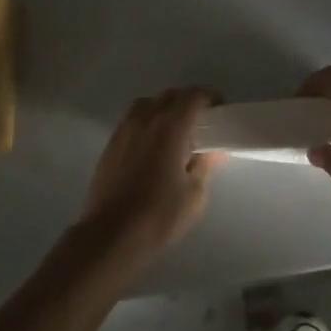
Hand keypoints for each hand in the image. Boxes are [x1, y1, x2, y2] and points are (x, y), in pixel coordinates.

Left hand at [79, 88, 225, 266]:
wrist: (110, 235)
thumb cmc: (158, 216)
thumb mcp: (194, 195)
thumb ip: (205, 165)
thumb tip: (214, 150)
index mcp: (170, 127)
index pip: (194, 96)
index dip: (210, 97)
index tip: (220, 109)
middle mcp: (146, 118)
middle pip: (170, 95)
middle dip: (188, 101)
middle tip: (201, 122)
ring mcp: (125, 128)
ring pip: (149, 103)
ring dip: (165, 108)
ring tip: (175, 131)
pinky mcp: (111, 143)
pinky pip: (133, 118)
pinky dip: (147, 120)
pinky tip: (152, 145)